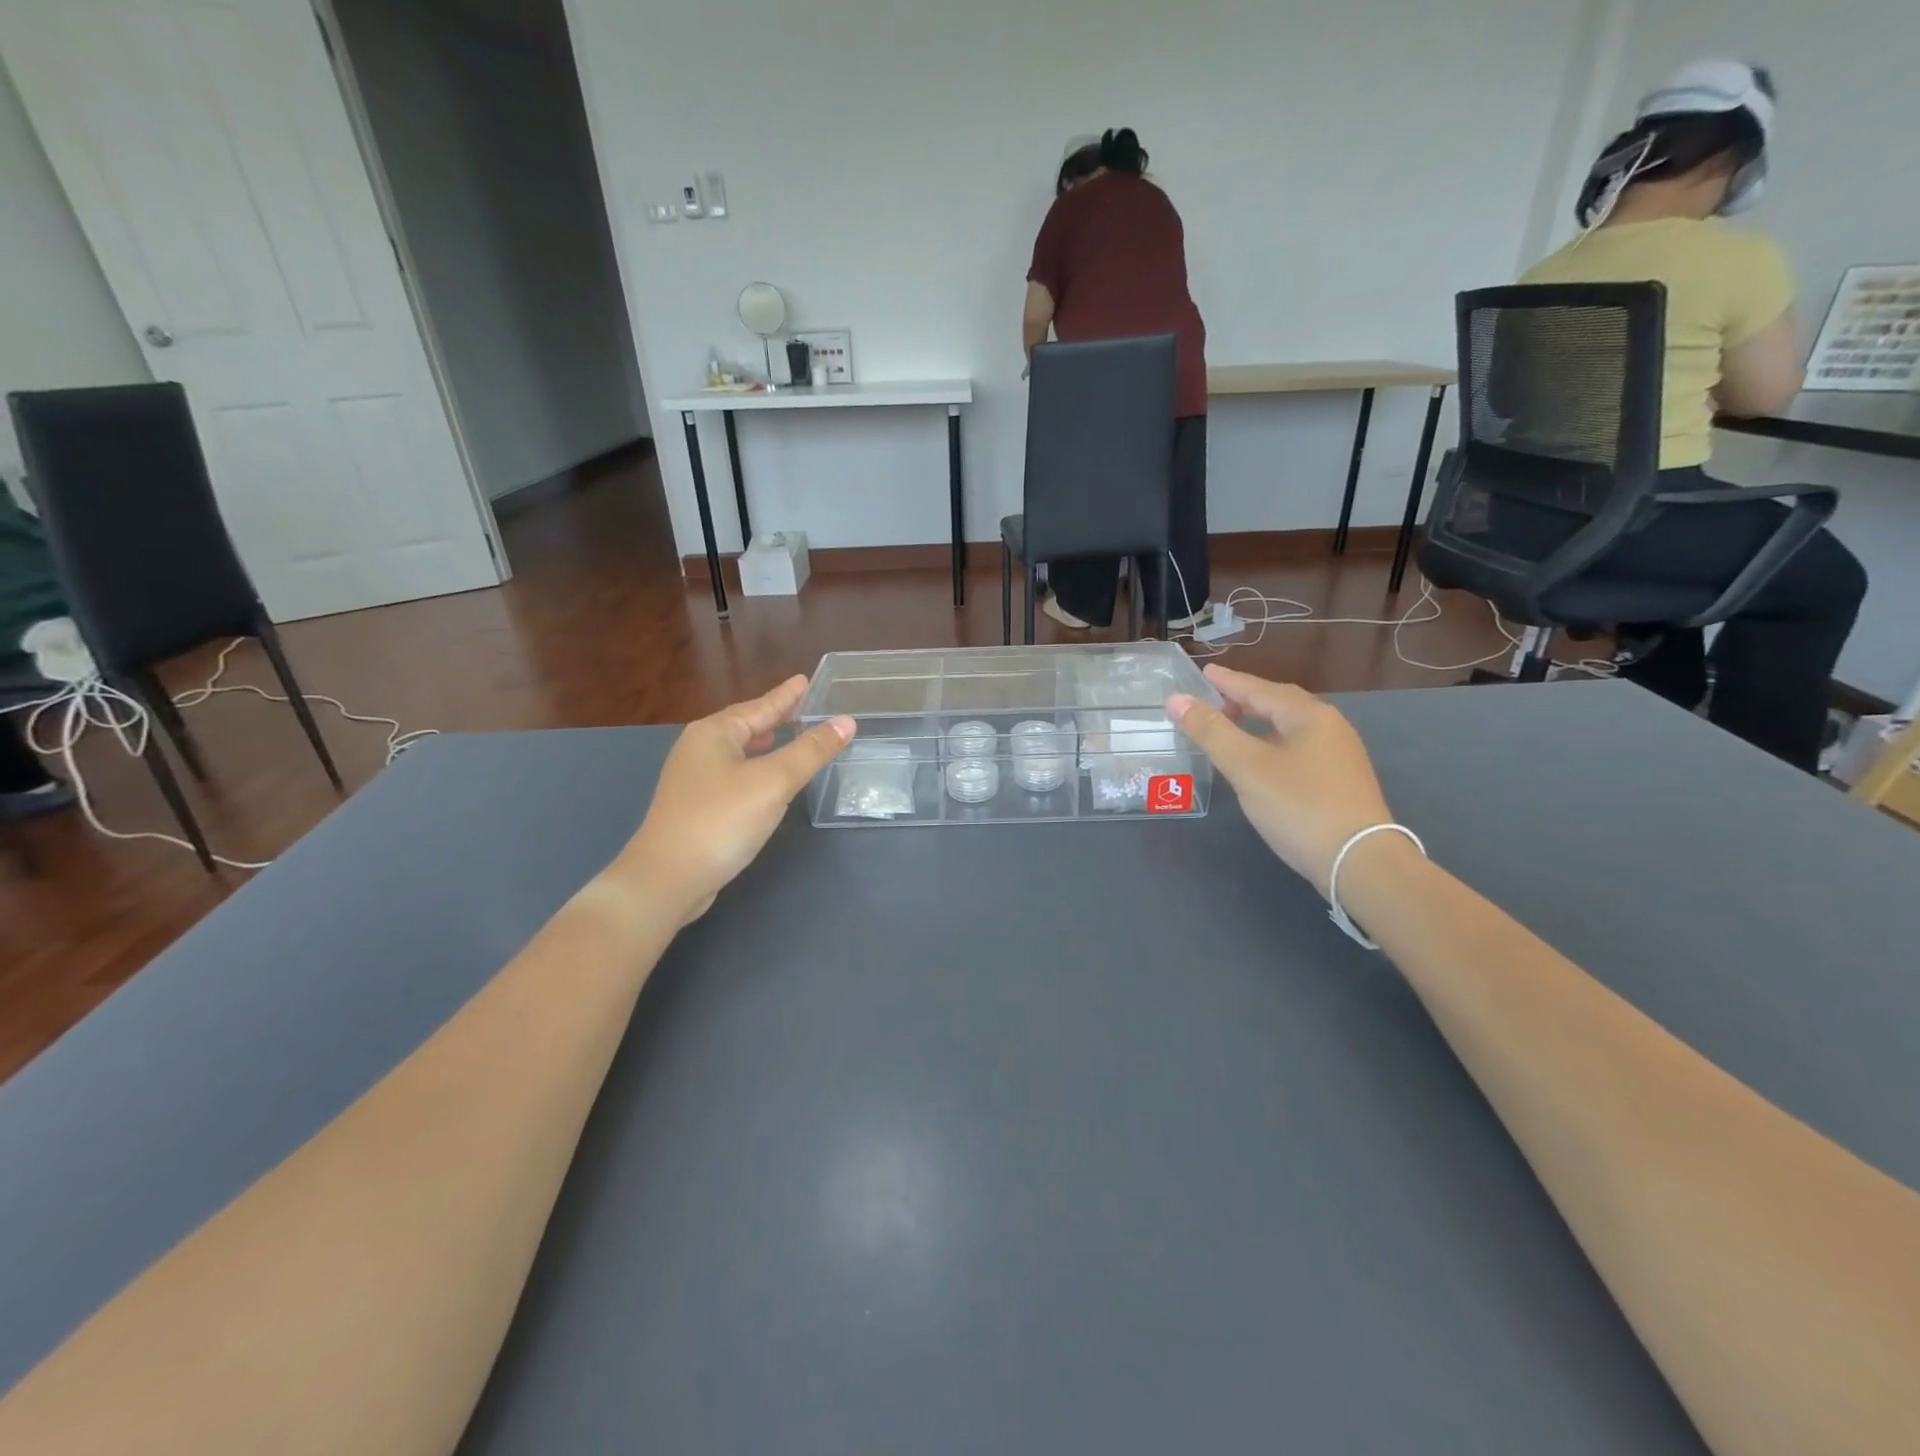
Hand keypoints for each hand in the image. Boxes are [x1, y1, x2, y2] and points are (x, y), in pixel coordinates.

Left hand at [615, 677, 854, 924]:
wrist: (668, 878)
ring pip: (739, 750)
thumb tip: (846, 722)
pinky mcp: (696, 806)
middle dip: (775, 716)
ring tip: (788, 735)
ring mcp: (694, 778)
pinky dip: (755, 766)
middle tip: (805, 707)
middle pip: (746, 724)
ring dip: (765, 742)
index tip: (806, 680)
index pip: (760, 706)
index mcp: (714, 733)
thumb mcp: (774, 782)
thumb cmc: (721, 820)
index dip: (786, 695)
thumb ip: (811, 751)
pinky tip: (767, 779)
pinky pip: (734, 772)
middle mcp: (700, 748)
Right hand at [1167, 666, 1395, 896]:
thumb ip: (1211, 731)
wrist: (1360, 862)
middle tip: (1213, 700)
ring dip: (1258, 723)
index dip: (1228, 681)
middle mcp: (1329, 727)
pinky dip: (1272, 744)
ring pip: (1290, 728)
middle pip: (1279, 704)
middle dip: (1244, 700)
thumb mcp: (1247, 767)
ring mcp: (1339, 756)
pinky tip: (1260, 761)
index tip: (1203, 672)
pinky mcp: (1340, 782)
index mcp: (1308, 716)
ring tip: (1231, 728)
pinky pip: (1298, 748)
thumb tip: (1176, 699)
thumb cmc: (1299, 806)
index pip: (1260, 689)